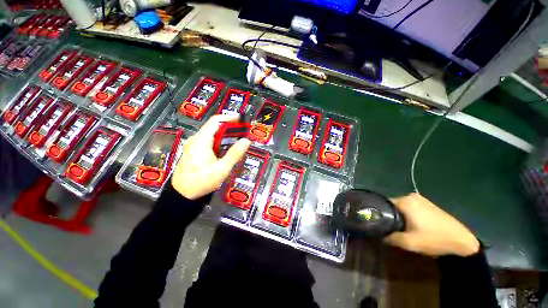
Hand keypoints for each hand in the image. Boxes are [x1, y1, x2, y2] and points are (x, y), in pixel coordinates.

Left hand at [171, 115, 250, 199]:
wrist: (182, 195)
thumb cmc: (201, 181)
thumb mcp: (221, 168)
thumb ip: (235, 154)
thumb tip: (247, 141)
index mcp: (202, 140)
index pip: (216, 121)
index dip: (230, 118)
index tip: (243, 121)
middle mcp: (197, 139)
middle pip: (215, 127)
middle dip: (231, 129)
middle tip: (244, 134)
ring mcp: (194, 145)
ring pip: (213, 135)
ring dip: (226, 136)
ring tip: (239, 141)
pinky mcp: (194, 152)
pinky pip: (210, 142)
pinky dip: (220, 143)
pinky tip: (227, 150)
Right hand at [385, 193, 479, 256]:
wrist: (462, 242)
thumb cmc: (434, 239)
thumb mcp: (409, 242)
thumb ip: (390, 237)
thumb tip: (378, 234)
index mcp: (405, 201)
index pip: (383, 204)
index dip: (379, 214)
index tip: (378, 223)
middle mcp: (411, 196)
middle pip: (393, 205)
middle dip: (390, 216)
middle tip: (389, 228)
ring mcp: (421, 199)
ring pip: (402, 207)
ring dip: (399, 216)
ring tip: (399, 228)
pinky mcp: (428, 204)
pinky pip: (411, 208)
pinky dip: (408, 215)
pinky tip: (411, 225)